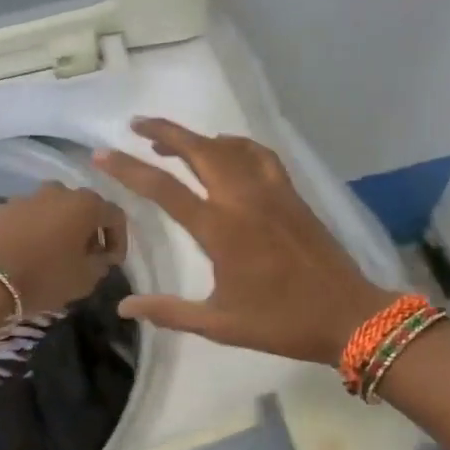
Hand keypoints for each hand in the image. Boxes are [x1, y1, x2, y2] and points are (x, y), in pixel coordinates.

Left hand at [0, 182, 126, 317]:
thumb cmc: (43, 277)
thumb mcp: (85, 279)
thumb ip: (100, 265)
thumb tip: (100, 257)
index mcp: (85, 204)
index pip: (115, 215)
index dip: (119, 239)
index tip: (113, 263)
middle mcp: (58, 191)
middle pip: (82, 208)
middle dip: (88, 231)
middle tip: (85, 257)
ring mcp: (26, 197)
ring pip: (53, 210)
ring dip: (59, 229)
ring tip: (54, 256)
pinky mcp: (0, 208)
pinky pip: (27, 218)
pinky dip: (33, 232)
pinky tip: (27, 255)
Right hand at [94, 118, 392, 364]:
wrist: (347, 315)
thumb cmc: (280, 322)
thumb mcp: (219, 324)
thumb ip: (169, 311)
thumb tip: (124, 307)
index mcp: (220, 230)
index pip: (164, 189)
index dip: (129, 169)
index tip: (102, 154)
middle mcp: (243, 200)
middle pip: (198, 150)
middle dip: (164, 133)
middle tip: (137, 126)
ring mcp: (271, 192)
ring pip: (230, 147)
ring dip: (198, 138)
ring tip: (174, 142)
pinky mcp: (291, 194)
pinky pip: (260, 156)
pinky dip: (237, 145)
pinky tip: (228, 152)